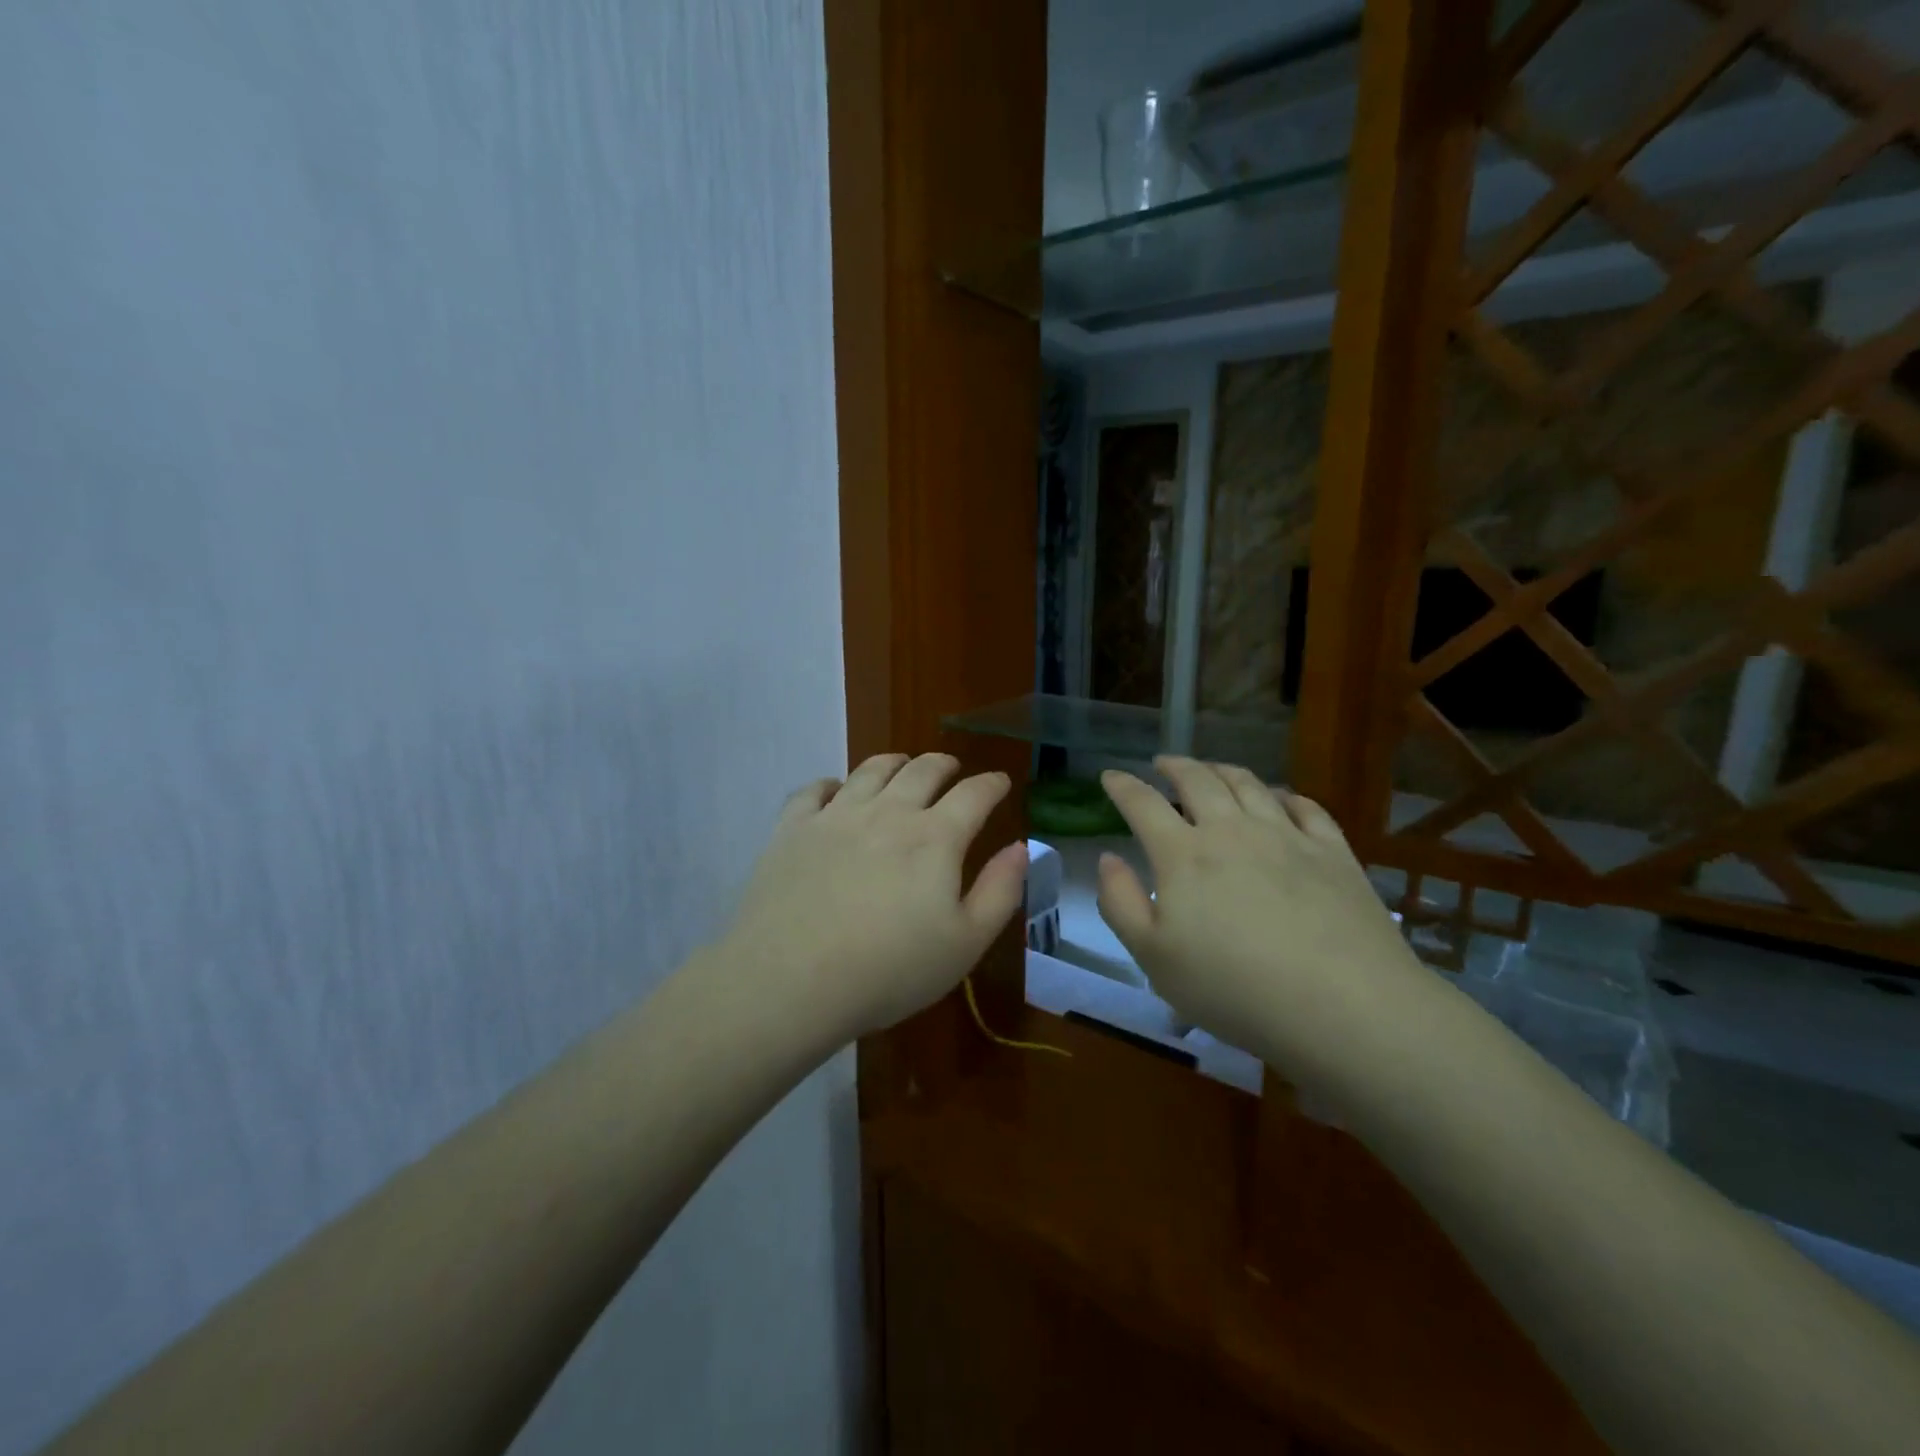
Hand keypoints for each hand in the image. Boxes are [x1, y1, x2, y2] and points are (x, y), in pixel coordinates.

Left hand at [713, 752, 1028, 1049]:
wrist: (790, 980)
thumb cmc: (889, 970)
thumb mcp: (965, 943)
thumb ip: (1000, 891)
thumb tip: (1020, 847)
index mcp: (935, 838)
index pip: (974, 794)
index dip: (991, 784)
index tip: (999, 782)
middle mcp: (888, 813)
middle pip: (922, 771)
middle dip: (943, 764)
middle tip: (951, 768)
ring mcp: (836, 816)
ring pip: (870, 770)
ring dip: (894, 763)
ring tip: (901, 765)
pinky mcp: (793, 829)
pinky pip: (813, 790)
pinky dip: (830, 784)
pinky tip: (834, 790)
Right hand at [1096, 757, 1429, 1078]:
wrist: (1343, 1005)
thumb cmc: (1232, 987)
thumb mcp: (1153, 957)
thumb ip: (1120, 902)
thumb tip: (1108, 858)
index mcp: (1183, 854)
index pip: (1143, 804)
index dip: (1122, 785)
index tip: (1110, 775)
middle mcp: (1232, 830)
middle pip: (1198, 780)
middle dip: (1174, 766)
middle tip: (1162, 763)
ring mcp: (1287, 836)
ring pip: (1249, 784)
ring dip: (1223, 770)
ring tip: (1212, 770)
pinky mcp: (1333, 852)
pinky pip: (1305, 806)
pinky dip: (1284, 794)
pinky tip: (1280, 798)